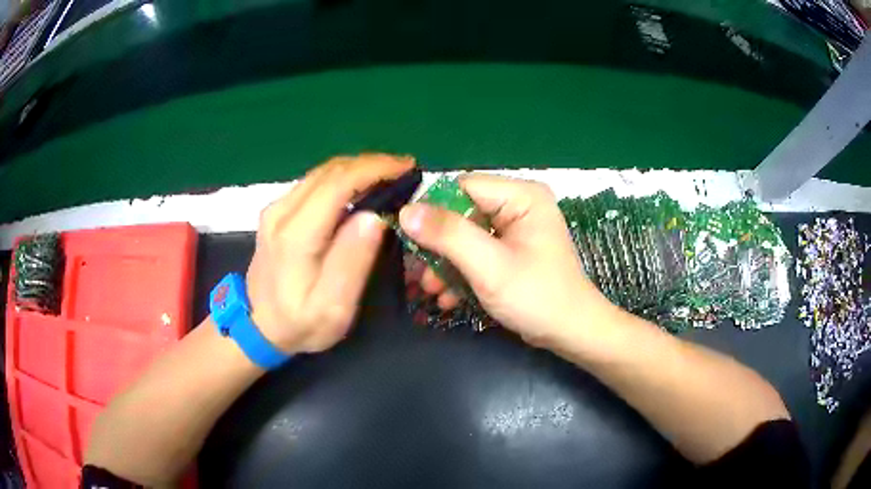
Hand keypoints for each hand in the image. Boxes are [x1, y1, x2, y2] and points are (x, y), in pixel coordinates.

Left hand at [246, 154, 414, 353]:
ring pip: (322, 173)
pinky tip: (361, 188)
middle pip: (330, 171)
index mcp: (296, 235)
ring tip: (389, 176)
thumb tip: (376, 216)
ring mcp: (276, 208)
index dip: (375, 169)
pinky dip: (343, 178)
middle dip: (372, 164)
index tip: (407, 168)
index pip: (338, 184)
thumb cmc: (300, 324)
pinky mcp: (277, 211)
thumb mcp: (333, 307)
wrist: (258, 326)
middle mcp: (281, 212)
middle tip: (405, 171)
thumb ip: (353, 261)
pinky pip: (314, 183)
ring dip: (358, 169)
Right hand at [399, 174, 617, 347]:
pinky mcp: (511, 250)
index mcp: (521, 196)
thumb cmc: (537, 297)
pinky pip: (477, 251)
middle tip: (419, 275)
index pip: (462, 188)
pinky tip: (448, 297)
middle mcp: (518, 204)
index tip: (410, 241)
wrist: (570, 333)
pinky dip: (461, 272)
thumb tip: (405, 211)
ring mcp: (515, 229)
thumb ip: (448, 235)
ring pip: (465, 235)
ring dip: (446, 264)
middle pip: (462, 213)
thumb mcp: (489, 266)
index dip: (433, 211)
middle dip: (438, 247)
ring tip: (432, 291)